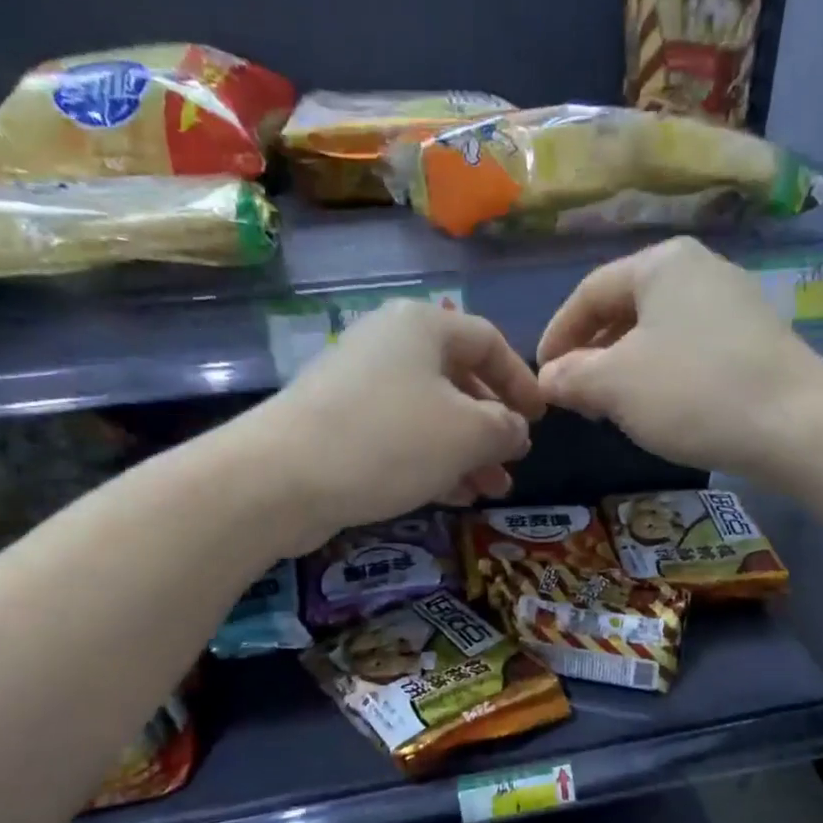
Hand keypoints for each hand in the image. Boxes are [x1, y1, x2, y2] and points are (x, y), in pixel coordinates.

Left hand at [257, 299, 543, 545]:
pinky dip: (430, 462)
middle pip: (457, 381)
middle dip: (491, 428)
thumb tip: (515, 430)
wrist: (282, 478)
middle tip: (512, 465)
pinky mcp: (338, 426)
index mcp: (423, 326)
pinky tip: (452, 496)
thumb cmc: (389, 442)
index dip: (521, 381)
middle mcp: (388, 346)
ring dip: (465, 454)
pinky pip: (399, 438)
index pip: (488, 341)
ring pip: (429, 416)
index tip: (540, 419)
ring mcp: (358, 386)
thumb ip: (505, 428)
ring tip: (489, 491)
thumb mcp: (467, 434)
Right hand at [537, 237, 822, 477]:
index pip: (589, 292)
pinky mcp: (755, 340)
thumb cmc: (691, 393)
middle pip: (625, 308)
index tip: (541, 376)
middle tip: (573, 395)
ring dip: (623, 367)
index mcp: (662, 264)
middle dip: (591, 352)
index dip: (557, 334)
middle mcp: (700, 270)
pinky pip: (689, 348)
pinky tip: (657, 407)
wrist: (796, 426)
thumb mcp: (614, 385)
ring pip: (657, 331)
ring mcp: (733, 303)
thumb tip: (548, 379)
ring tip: (609, 406)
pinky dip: (660, 374)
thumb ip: (571, 376)